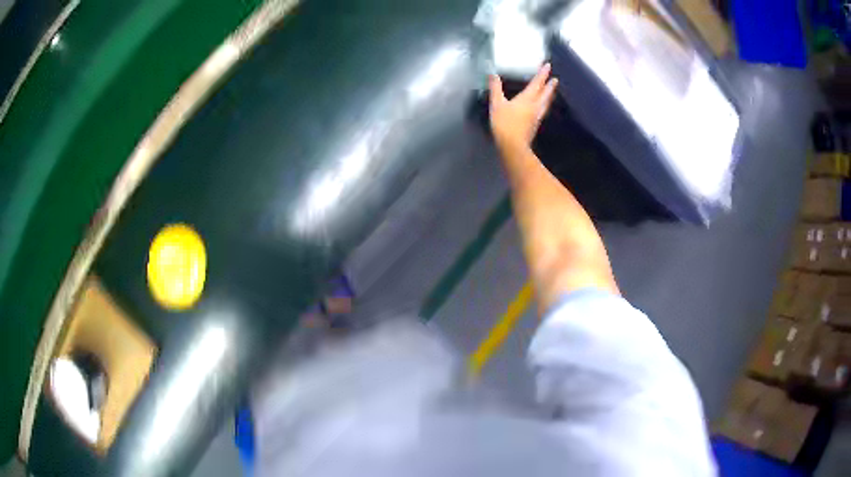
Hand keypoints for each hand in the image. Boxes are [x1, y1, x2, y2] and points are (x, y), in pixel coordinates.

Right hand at [489, 63, 557, 152]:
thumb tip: (493, 75)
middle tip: (555, 79)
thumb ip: (495, 88)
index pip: (537, 83)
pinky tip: (542, 107)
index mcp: (527, 99)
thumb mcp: (497, 104)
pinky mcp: (534, 125)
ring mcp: (536, 117)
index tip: (548, 66)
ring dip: (549, 96)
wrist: (513, 146)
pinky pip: (542, 111)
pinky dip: (544, 105)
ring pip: (545, 103)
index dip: (542, 74)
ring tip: (551, 91)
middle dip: (549, 85)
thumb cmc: (505, 124)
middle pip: (545, 94)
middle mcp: (535, 106)